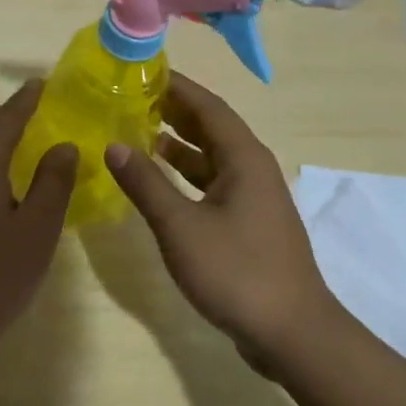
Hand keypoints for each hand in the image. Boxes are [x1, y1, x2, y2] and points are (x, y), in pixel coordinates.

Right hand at [104, 72, 343, 370]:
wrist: (292, 334)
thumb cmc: (237, 272)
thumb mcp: (181, 226)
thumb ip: (145, 183)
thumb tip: (113, 145)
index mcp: (243, 157)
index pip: (207, 105)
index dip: (174, 85)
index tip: (139, 71)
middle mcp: (252, 168)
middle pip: (210, 126)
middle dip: (172, 109)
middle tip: (128, 98)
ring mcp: (252, 197)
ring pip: (210, 156)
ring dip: (176, 142)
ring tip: (135, 131)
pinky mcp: (248, 223)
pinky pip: (211, 182)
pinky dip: (184, 174)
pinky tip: (158, 181)